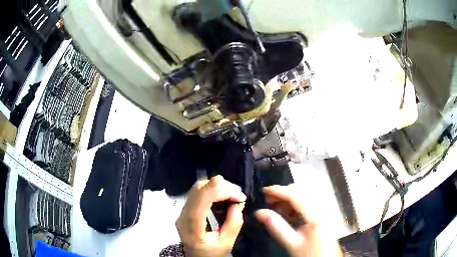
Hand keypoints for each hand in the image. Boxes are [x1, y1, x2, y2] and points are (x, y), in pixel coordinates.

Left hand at [176, 175, 245, 256]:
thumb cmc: (211, 253)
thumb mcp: (226, 243)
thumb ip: (233, 223)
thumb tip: (238, 203)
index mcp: (192, 228)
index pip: (199, 202)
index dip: (214, 189)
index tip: (232, 187)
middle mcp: (183, 216)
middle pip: (198, 191)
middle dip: (221, 187)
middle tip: (238, 194)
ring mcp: (182, 211)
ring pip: (197, 189)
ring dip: (216, 187)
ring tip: (233, 193)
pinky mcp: (185, 209)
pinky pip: (197, 193)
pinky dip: (211, 190)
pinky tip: (223, 195)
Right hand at [255, 185, 342, 256]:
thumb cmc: (309, 253)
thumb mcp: (291, 243)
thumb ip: (276, 227)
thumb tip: (259, 212)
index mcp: (315, 214)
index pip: (296, 195)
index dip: (278, 191)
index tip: (263, 191)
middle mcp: (322, 206)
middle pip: (301, 190)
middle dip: (283, 193)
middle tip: (268, 201)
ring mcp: (324, 208)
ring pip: (305, 194)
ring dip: (289, 197)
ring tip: (276, 207)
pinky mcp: (323, 212)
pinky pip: (308, 201)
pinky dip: (296, 203)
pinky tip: (288, 213)